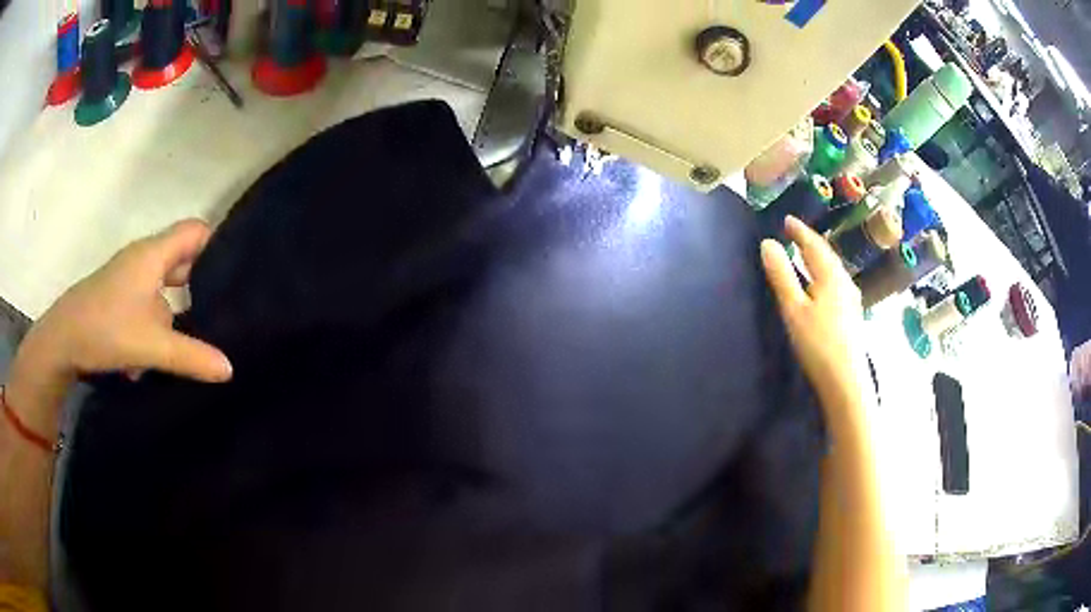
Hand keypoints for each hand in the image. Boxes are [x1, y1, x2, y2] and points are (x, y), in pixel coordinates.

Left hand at [17, 220, 232, 386]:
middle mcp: (144, 260)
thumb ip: (191, 356)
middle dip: (203, 283)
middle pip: (183, 259)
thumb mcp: (151, 345)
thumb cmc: (106, 328)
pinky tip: (161, 357)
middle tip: (227, 308)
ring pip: (165, 288)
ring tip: (200, 340)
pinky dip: (159, 325)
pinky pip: (149, 306)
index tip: (239, 271)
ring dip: (179, 312)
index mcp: (154, 254)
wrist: (62, 341)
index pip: (196, 231)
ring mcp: (130, 281)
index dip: (218, 244)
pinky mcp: (120, 301)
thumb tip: (230, 369)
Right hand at [760, 216, 863, 409]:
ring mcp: (852, 300)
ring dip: (819, 259)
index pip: (814, 245)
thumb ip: (781, 275)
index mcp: (831, 276)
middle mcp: (845, 282)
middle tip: (795, 234)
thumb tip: (767, 243)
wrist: (846, 382)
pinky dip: (825, 274)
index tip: (787, 220)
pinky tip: (822, 285)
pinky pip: (837, 283)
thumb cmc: (818, 344)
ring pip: (834, 270)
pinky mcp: (853, 315)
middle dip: (811, 242)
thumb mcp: (794, 309)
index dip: (800, 231)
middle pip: (827, 255)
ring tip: (806, 255)